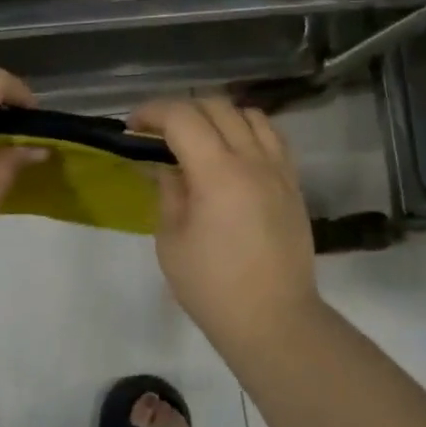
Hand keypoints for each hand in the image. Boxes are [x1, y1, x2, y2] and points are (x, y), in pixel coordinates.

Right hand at [129, 96, 320, 347]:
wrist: (273, 319)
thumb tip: (163, 165)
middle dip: (180, 110)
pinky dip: (247, 131)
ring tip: (198, 139)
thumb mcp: (172, 240)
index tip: (132, 126)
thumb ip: (168, 192)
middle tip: (157, 132)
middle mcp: (253, 160)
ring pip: (249, 115)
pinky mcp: (293, 184)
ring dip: (217, 116)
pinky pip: (272, 138)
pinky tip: (232, 153)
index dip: (152, 112)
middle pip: (216, 107)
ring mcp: (279, 170)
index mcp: (218, 173)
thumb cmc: (211, 287)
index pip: (182, 118)